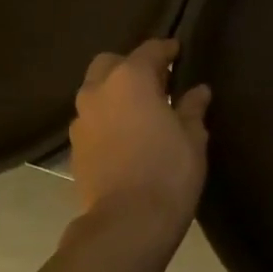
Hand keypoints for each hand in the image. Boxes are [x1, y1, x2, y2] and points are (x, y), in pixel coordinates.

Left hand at [69, 39, 210, 233]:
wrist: (128, 222)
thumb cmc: (169, 171)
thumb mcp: (193, 137)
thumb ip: (192, 109)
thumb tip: (198, 91)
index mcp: (130, 80)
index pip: (149, 50)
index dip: (167, 49)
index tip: (179, 52)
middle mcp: (98, 92)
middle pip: (110, 64)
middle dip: (131, 66)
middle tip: (157, 83)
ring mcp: (81, 120)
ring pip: (95, 92)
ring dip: (116, 94)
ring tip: (141, 111)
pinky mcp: (74, 148)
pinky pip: (92, 120)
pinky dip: (108, 119)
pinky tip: (127, 136)